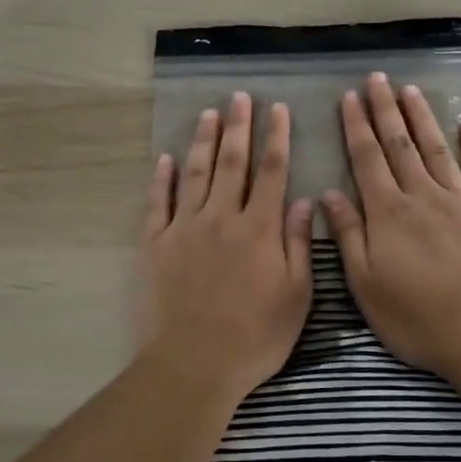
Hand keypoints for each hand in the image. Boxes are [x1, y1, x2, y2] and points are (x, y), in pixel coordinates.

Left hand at [137, 92, 314, 399]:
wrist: (194, 363)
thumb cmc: (255, 337)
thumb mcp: (296, 297)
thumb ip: (298, 245)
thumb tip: (304, 201)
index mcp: (259, 229)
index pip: (272, 172)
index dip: (276, 137)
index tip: (278, 110)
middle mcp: (222, 218)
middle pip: (232, 162)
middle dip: (238, 127)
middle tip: (239, 97)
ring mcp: (185, 228)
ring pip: (195, 173)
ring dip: (202, 141)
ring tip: (207, 114)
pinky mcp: (156, 244)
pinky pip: (158, 203)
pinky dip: (161, 179)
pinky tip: (165, 159)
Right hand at [321, 73, 460, 374]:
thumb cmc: (413, 314)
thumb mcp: (364, 282)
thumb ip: (348, 234)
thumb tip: (329, 194)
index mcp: (387, 211)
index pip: (367, 158)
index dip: (356, 126)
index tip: (349, 97)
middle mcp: (420, 195)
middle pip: (399, 144)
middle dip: (385, 109)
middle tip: (377, 78)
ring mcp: (459, 200)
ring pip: (436, 149)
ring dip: (421, 118)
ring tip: (410, 90)